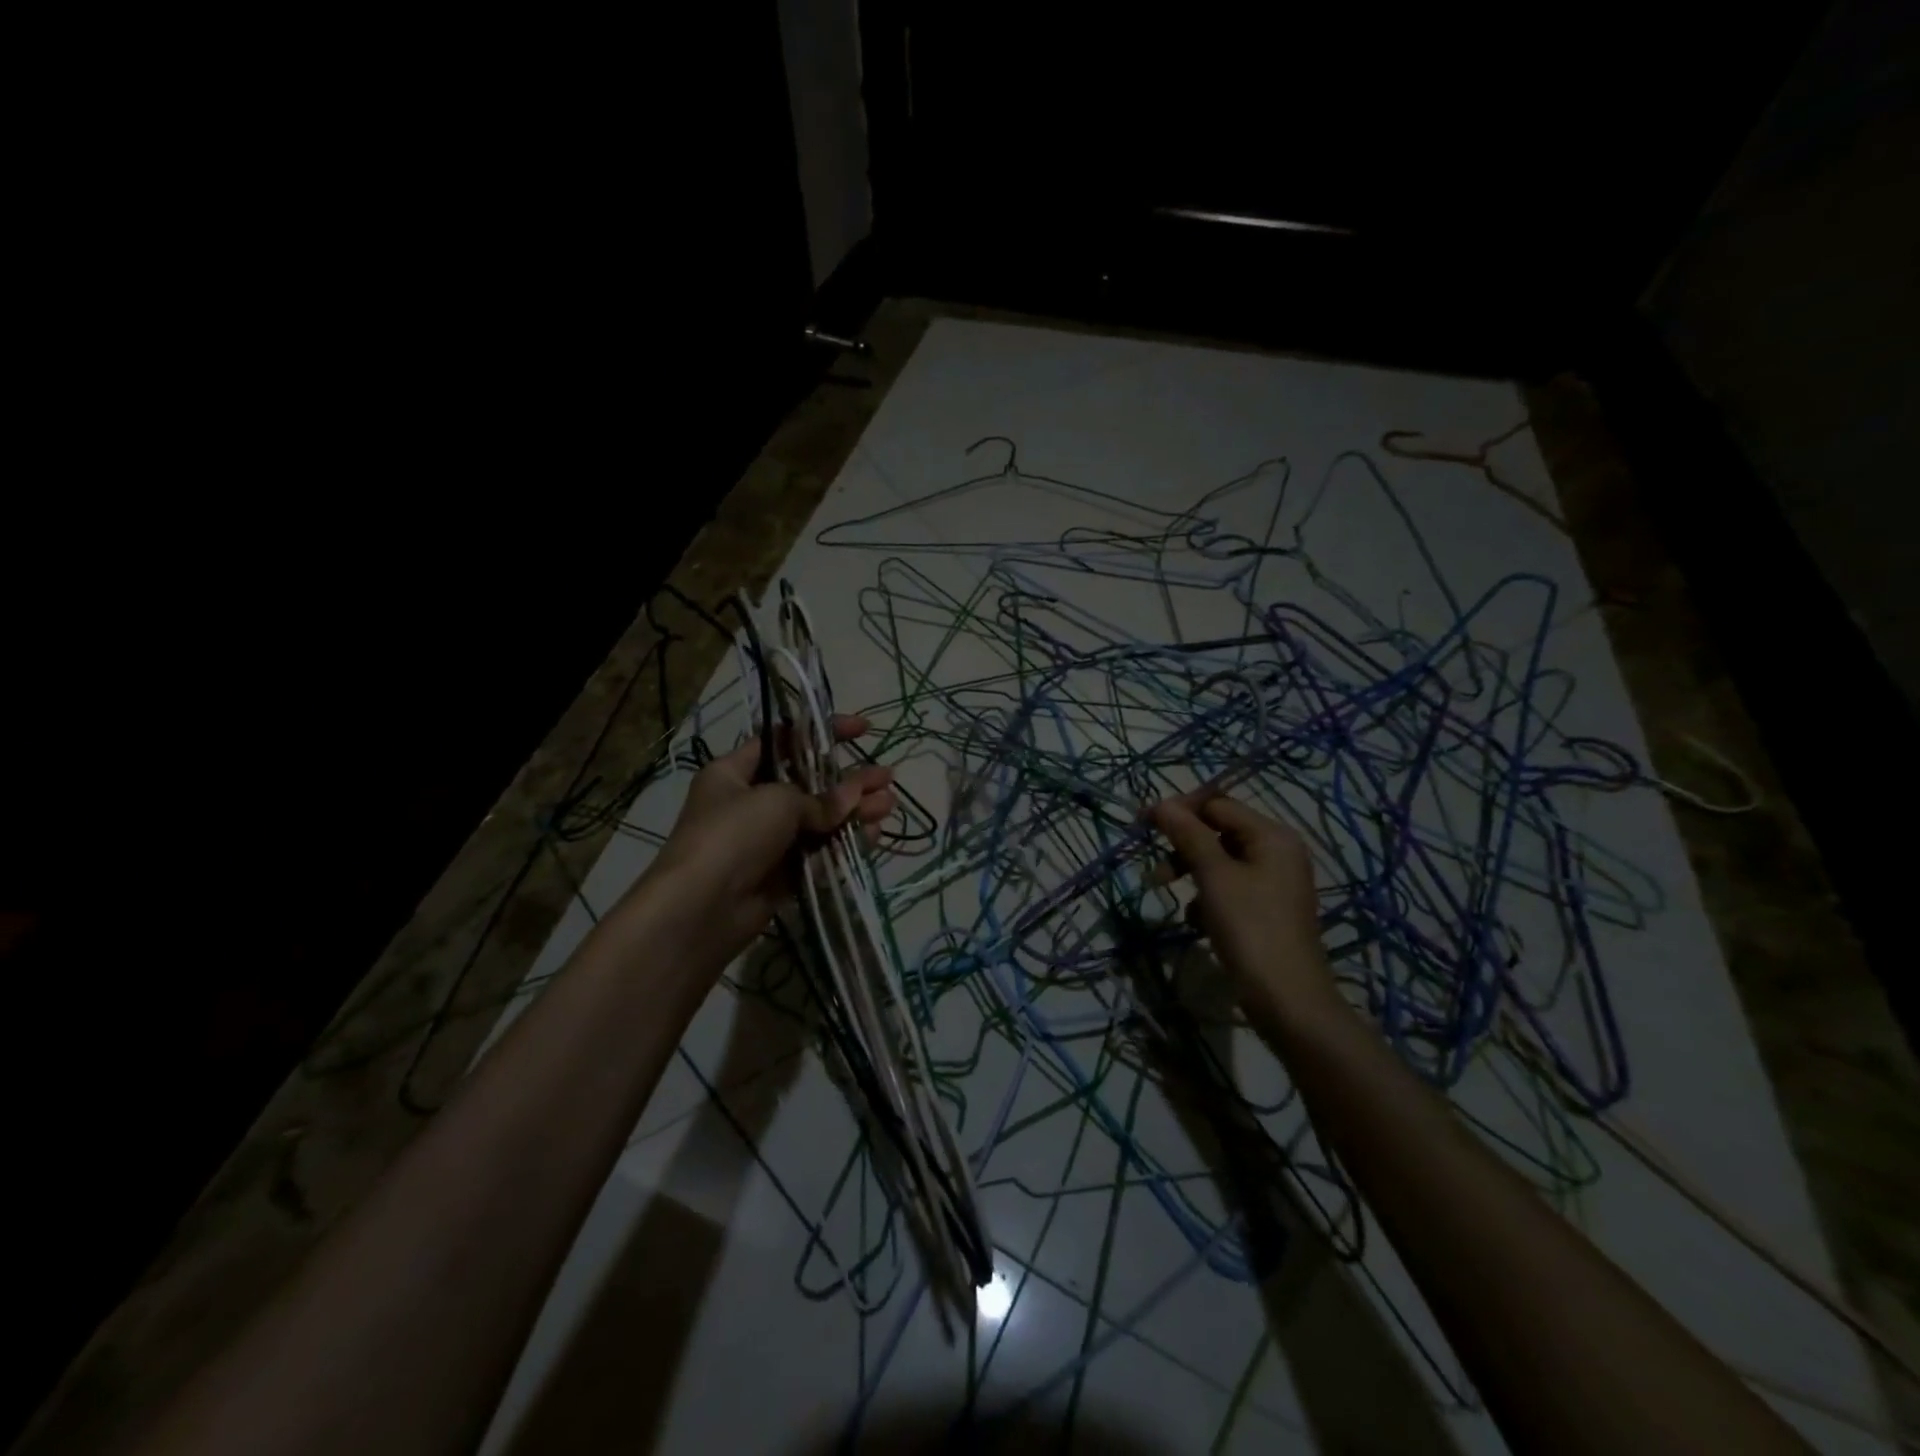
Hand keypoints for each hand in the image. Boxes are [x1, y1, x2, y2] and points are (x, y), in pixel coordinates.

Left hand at [648, 714, 896, 963]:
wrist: (701, 909)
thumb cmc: (732, 835)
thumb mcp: (777, 801)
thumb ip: (821, 798)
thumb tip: (854, 798)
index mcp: (734, 773)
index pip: (784, 740)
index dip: (823, 732)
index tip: (862, 730)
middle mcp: (749, 803)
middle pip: (809, 783)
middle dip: (849, 779)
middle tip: (886, 776)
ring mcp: (766, 841)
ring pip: (819, 819)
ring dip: (855, 811)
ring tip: (889, 805)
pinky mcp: (781, 874)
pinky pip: (819, 852)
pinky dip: (845, 842)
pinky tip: (874, 835)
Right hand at [1148, 794, 1340, 1033]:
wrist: (1287, 1000)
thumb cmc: (1250, 928)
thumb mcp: (1214, 876)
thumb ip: (1188, 834)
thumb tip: (1162, 803)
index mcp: (1272, 836)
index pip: (1218, 804)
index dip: (1179, 810)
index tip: (1143, 824)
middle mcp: (1277, 851)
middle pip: (1218, 831)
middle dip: (1183, 845)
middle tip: (1154, 866)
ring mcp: (1273, 882)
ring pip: (1219, 861)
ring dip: (1190, 872)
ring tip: (1164, 891)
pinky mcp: (1265, 909)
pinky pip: (1228, 887)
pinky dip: (1207, 897)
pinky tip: (1196, 920)